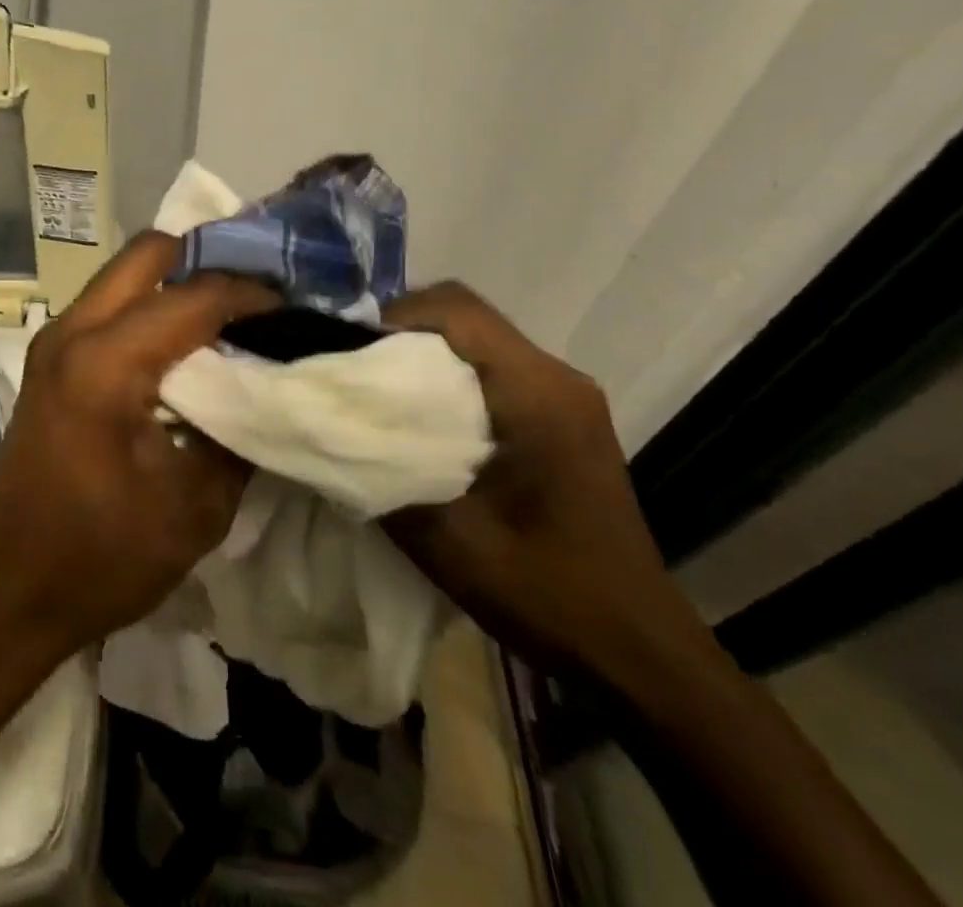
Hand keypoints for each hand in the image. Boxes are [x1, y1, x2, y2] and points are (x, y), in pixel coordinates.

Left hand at [0, 233, 277, 659]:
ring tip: (229, 312)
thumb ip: (240, 431)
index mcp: (104, 363)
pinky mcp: (50, 358)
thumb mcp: (196, 506)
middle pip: (147, 252)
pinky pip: (109, 303)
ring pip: (125, 273)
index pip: (193, 297)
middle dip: (207, 260)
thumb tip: (270, 384)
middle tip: (256, 294)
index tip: (293, 306)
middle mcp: (72, 332)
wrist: (14, 589)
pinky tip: (186, 339)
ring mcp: (54, 339)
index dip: (250, 295)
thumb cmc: (103, 557)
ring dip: (177, 280)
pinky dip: (151, 304)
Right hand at [378, 282, 700, 677]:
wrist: (637, 653)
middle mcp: (556, 378)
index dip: (393, 316)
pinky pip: (490, 370)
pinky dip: (445, 380)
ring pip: (474, 342)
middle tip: (352, 373)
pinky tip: (418, 422)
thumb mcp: (448, 539)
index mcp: (538, 393)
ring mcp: (563, 397)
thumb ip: (383, 472)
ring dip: (421, 357)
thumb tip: (325, 429)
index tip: (348, 353)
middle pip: (464, 318)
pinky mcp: (560, 418)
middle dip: (399, 334)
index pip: (457, 310)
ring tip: (375, 396)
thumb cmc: (547, 593)